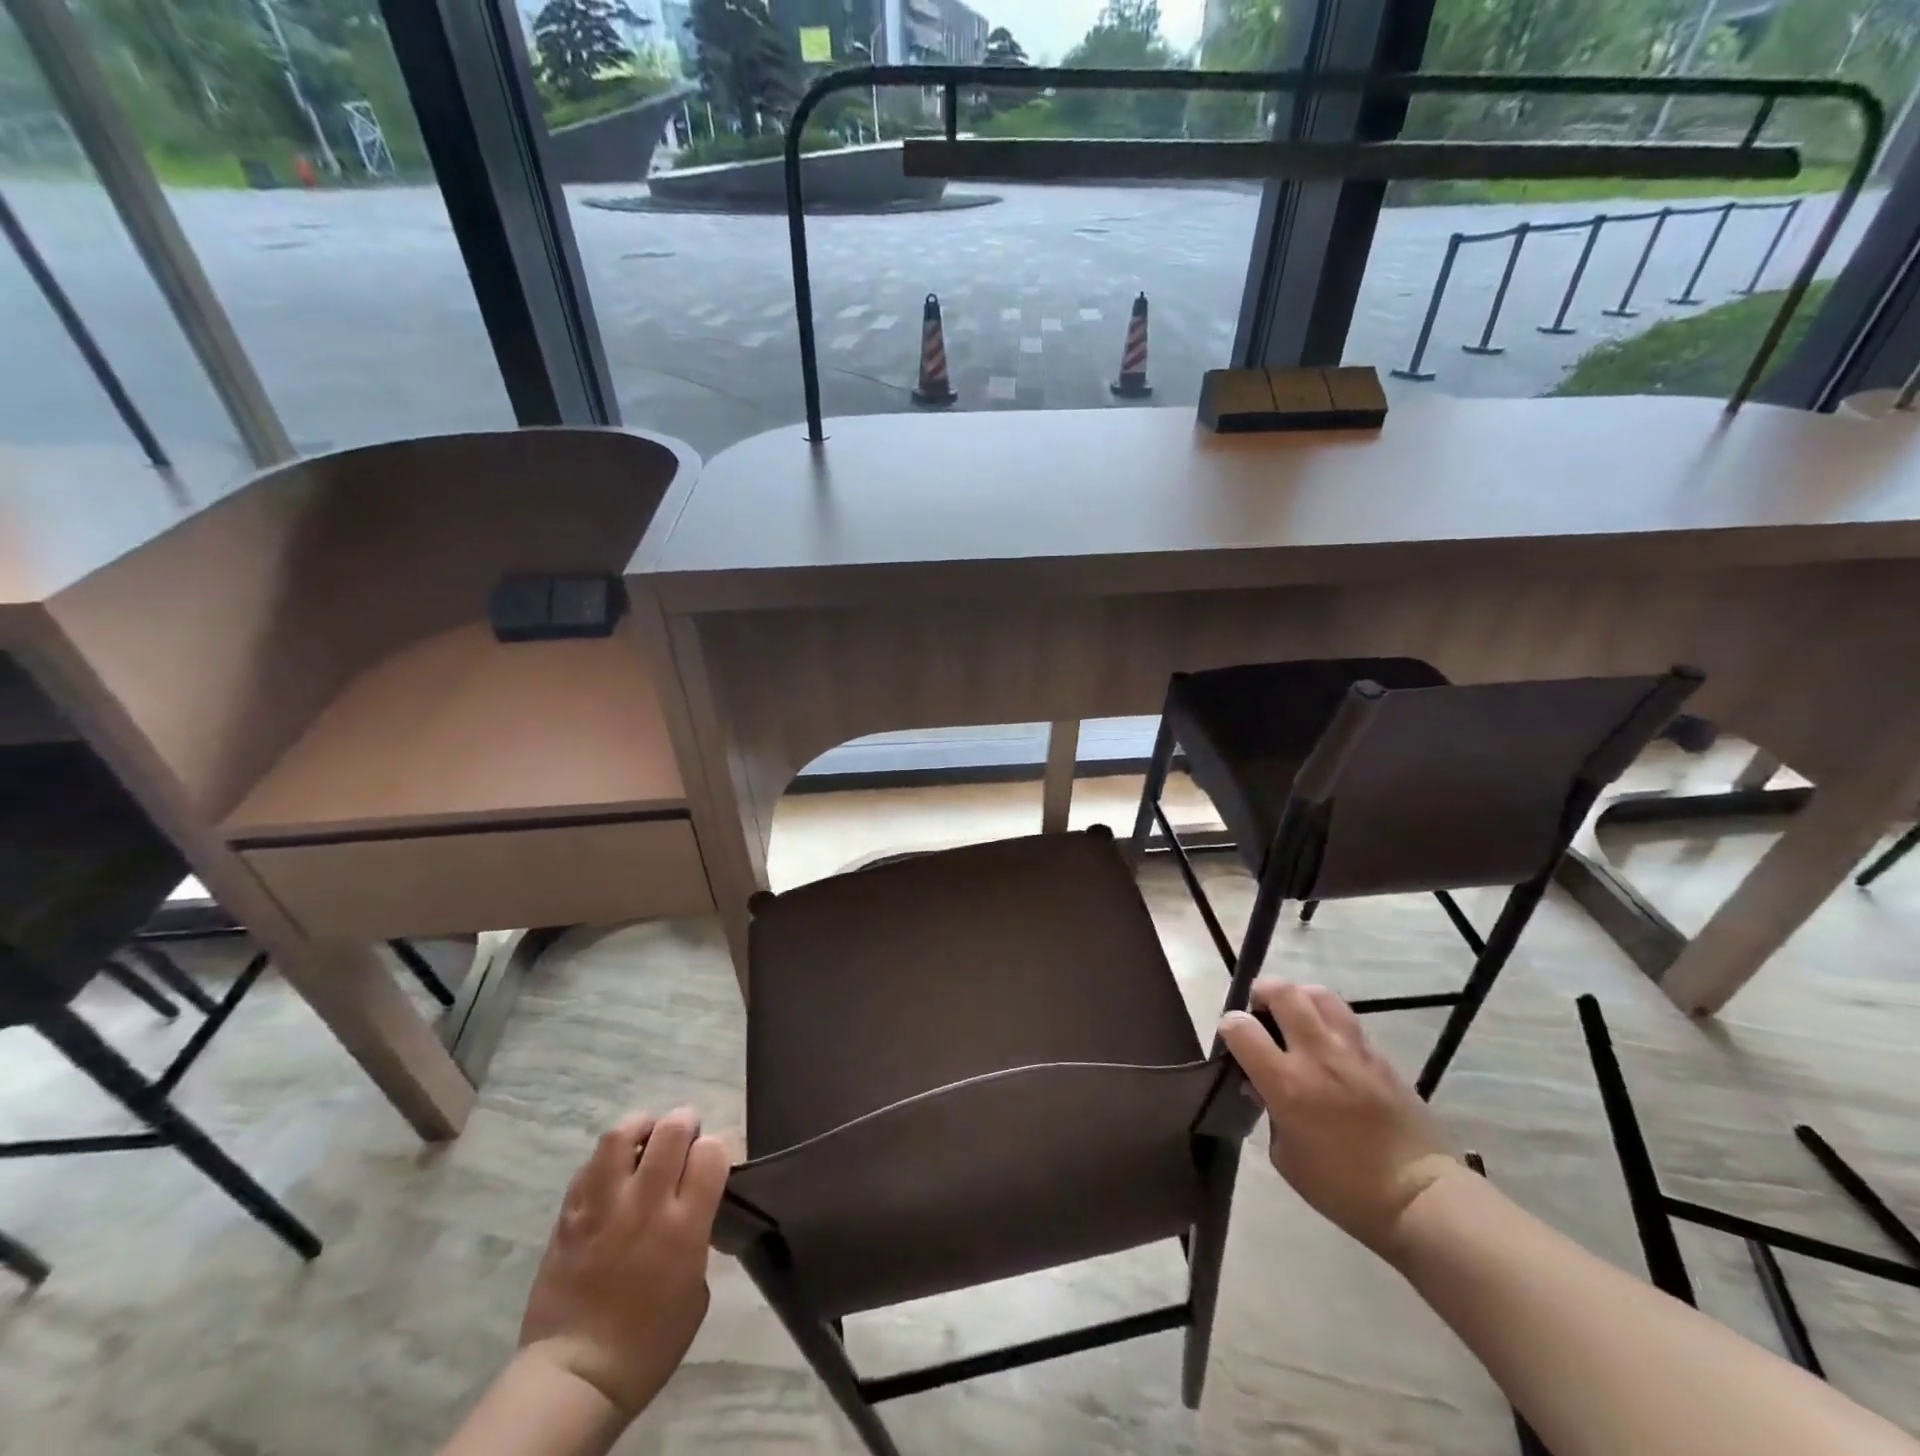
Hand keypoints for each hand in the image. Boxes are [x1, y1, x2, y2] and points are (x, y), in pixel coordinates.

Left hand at [519, 1108, 729, 1418]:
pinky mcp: (569, 1215)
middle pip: (671, 1129)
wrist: (576, 1377)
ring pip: (621, 1135)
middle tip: (683, 1138)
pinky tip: (611, 1174)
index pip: (711, 1151)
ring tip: (644, 1140)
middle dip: (683, 1123)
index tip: (710, 1161)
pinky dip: (605, 1161)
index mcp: (685, 1225)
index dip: (715, 1147)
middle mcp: (646, 1203)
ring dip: (639, 1128)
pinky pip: (589, 1166)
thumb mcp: (696, 1289)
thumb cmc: (649, 1343)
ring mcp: (604, 1206)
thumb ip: (698, 1236)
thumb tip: (693, 1209)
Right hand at [1219, 983, 1463, 1260]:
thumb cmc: (1344, 1189)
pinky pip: (1346, 1020)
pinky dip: (1327, 1020)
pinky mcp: (1379, 1055)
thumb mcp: (1287, 1158)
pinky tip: (1328, 1044)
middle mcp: (1316, 1054)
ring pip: (1318, 994)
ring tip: (1294, 1016)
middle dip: (1261, 993)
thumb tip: (1262, 1086)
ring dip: (1298, 997)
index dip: (1229, 1026)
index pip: (1241, 1027)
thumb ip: (1269, 1112)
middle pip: (1282, 992)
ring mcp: (1352, 1050)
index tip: (1231, 1038)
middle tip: (1259, 1011)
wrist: (1420, 1197)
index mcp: (1286, 1082)